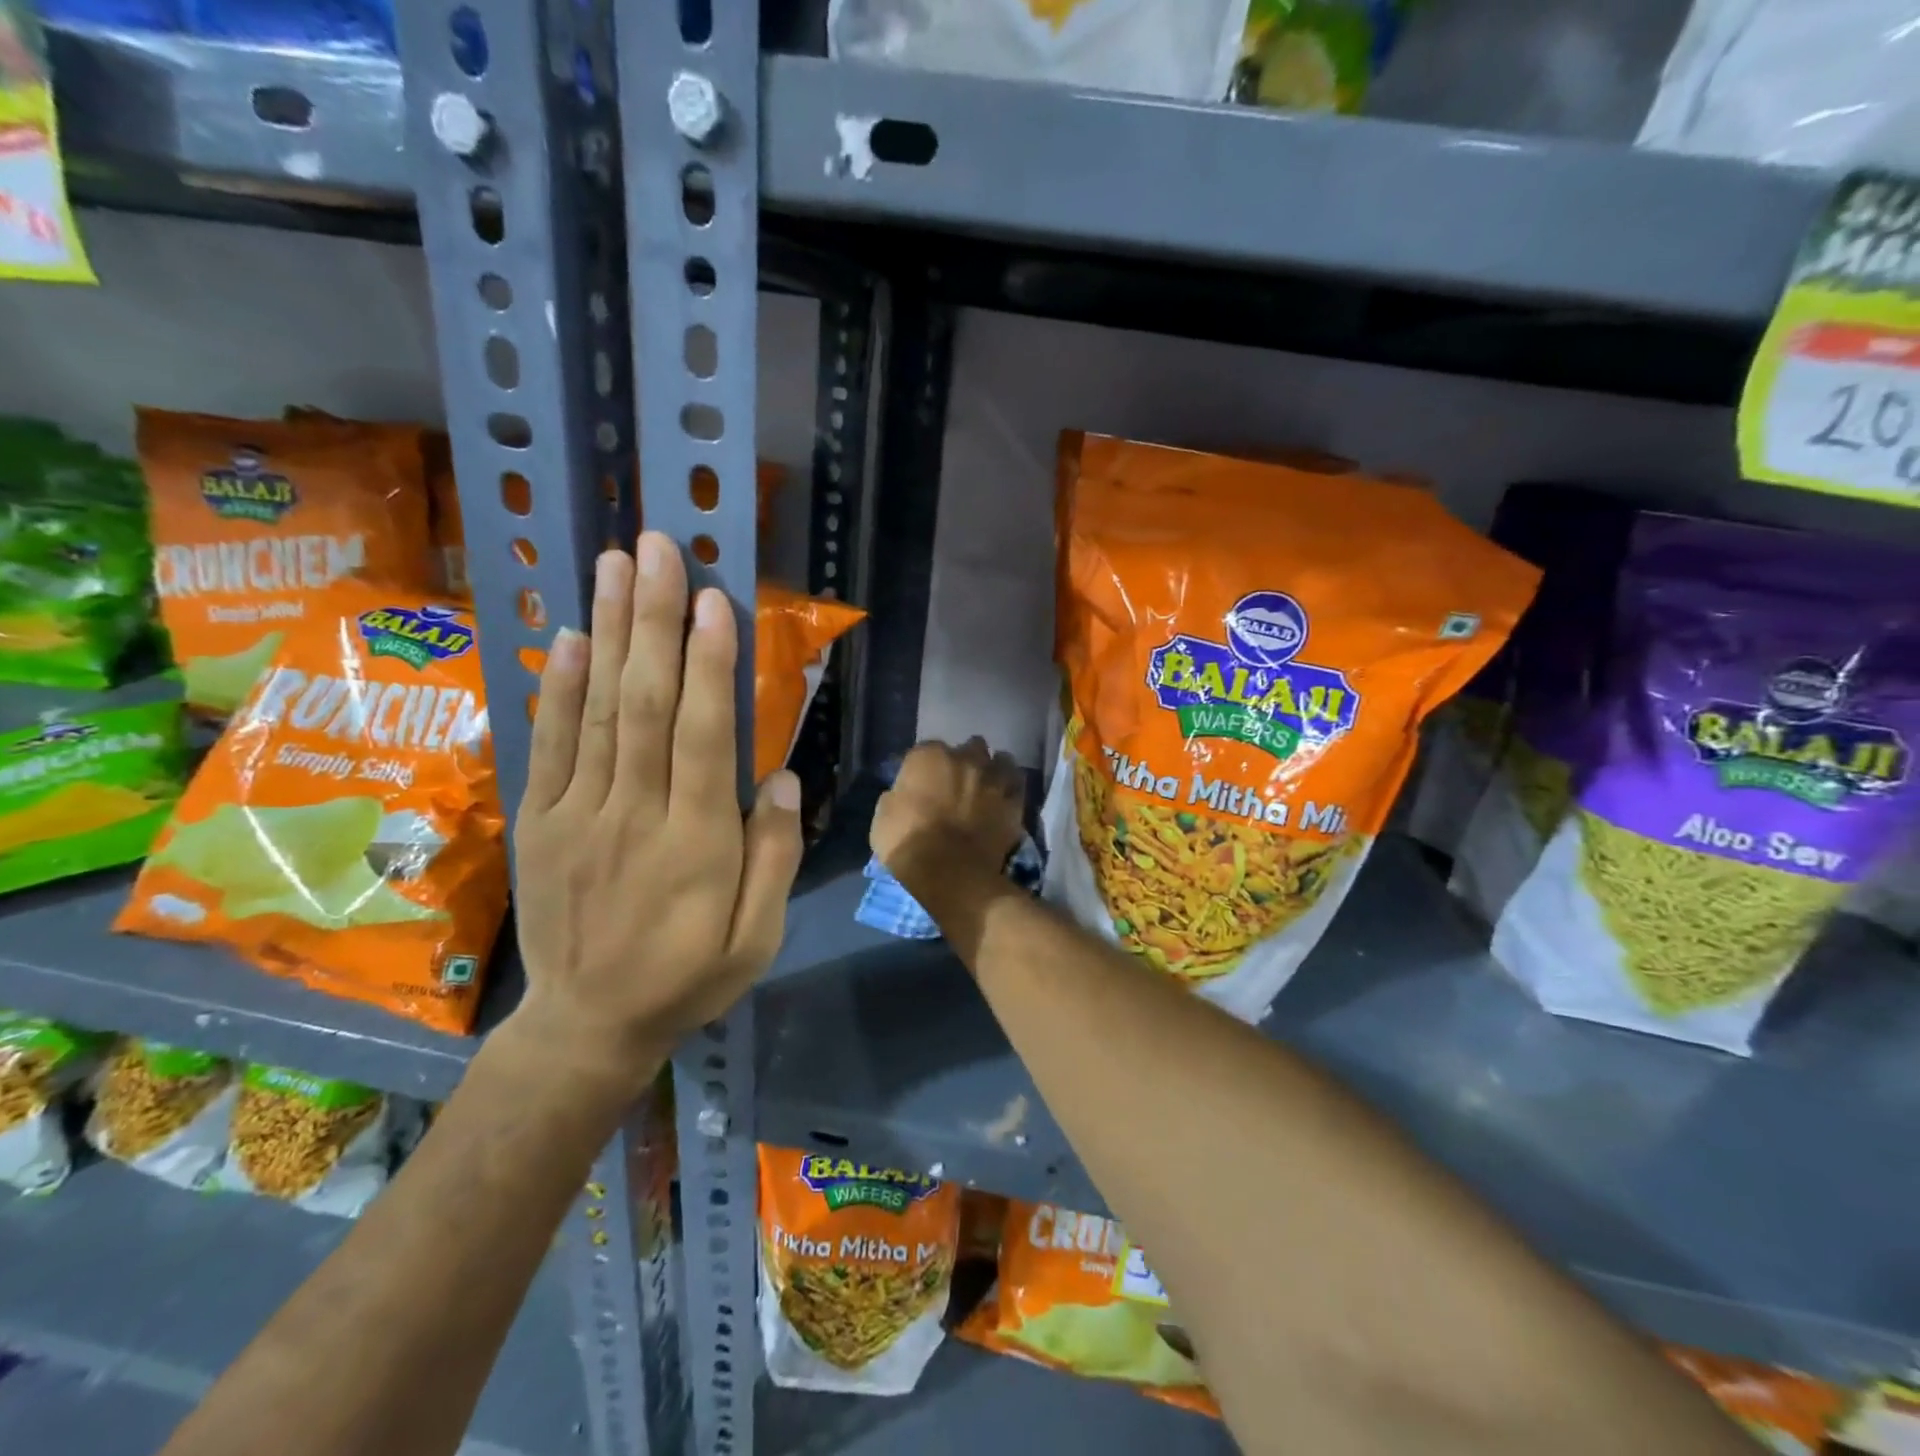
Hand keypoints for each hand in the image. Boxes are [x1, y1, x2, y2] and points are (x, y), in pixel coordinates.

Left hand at [507, 532, 802, 1093]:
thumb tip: (781, 777)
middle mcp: (633, 815)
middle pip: (644, 705)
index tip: (715, 600)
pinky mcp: (540, 821)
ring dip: (607, 633)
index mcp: (696, 844)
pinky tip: (566, 636)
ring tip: (616, 565)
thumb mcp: (758, 939)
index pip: (703, 738)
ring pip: (596, 711)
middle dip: (654, 621)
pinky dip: (556, 687)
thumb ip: (773, 857)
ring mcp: (577, 814)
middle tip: (660, 550)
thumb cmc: (688, 977)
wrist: (587, 1024)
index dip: (710, 666)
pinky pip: (548, 745)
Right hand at [871, 738, 1023, 890]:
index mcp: (928, 756)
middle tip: (957, 784)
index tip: (922, 783)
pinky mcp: (1014, 799)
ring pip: (999, 759)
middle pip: (968, 748)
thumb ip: (898, 795)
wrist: (950, 871)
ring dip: (992, 769)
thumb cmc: (908, 843)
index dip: (925, 767)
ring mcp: (993, 776)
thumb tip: (905, 794)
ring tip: (987, 785)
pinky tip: (1005, 796)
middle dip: (964, 761)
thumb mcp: (884, 817)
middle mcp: (964, 757)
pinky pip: (1016, 784)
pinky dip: (1011, 787)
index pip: (926, 750)